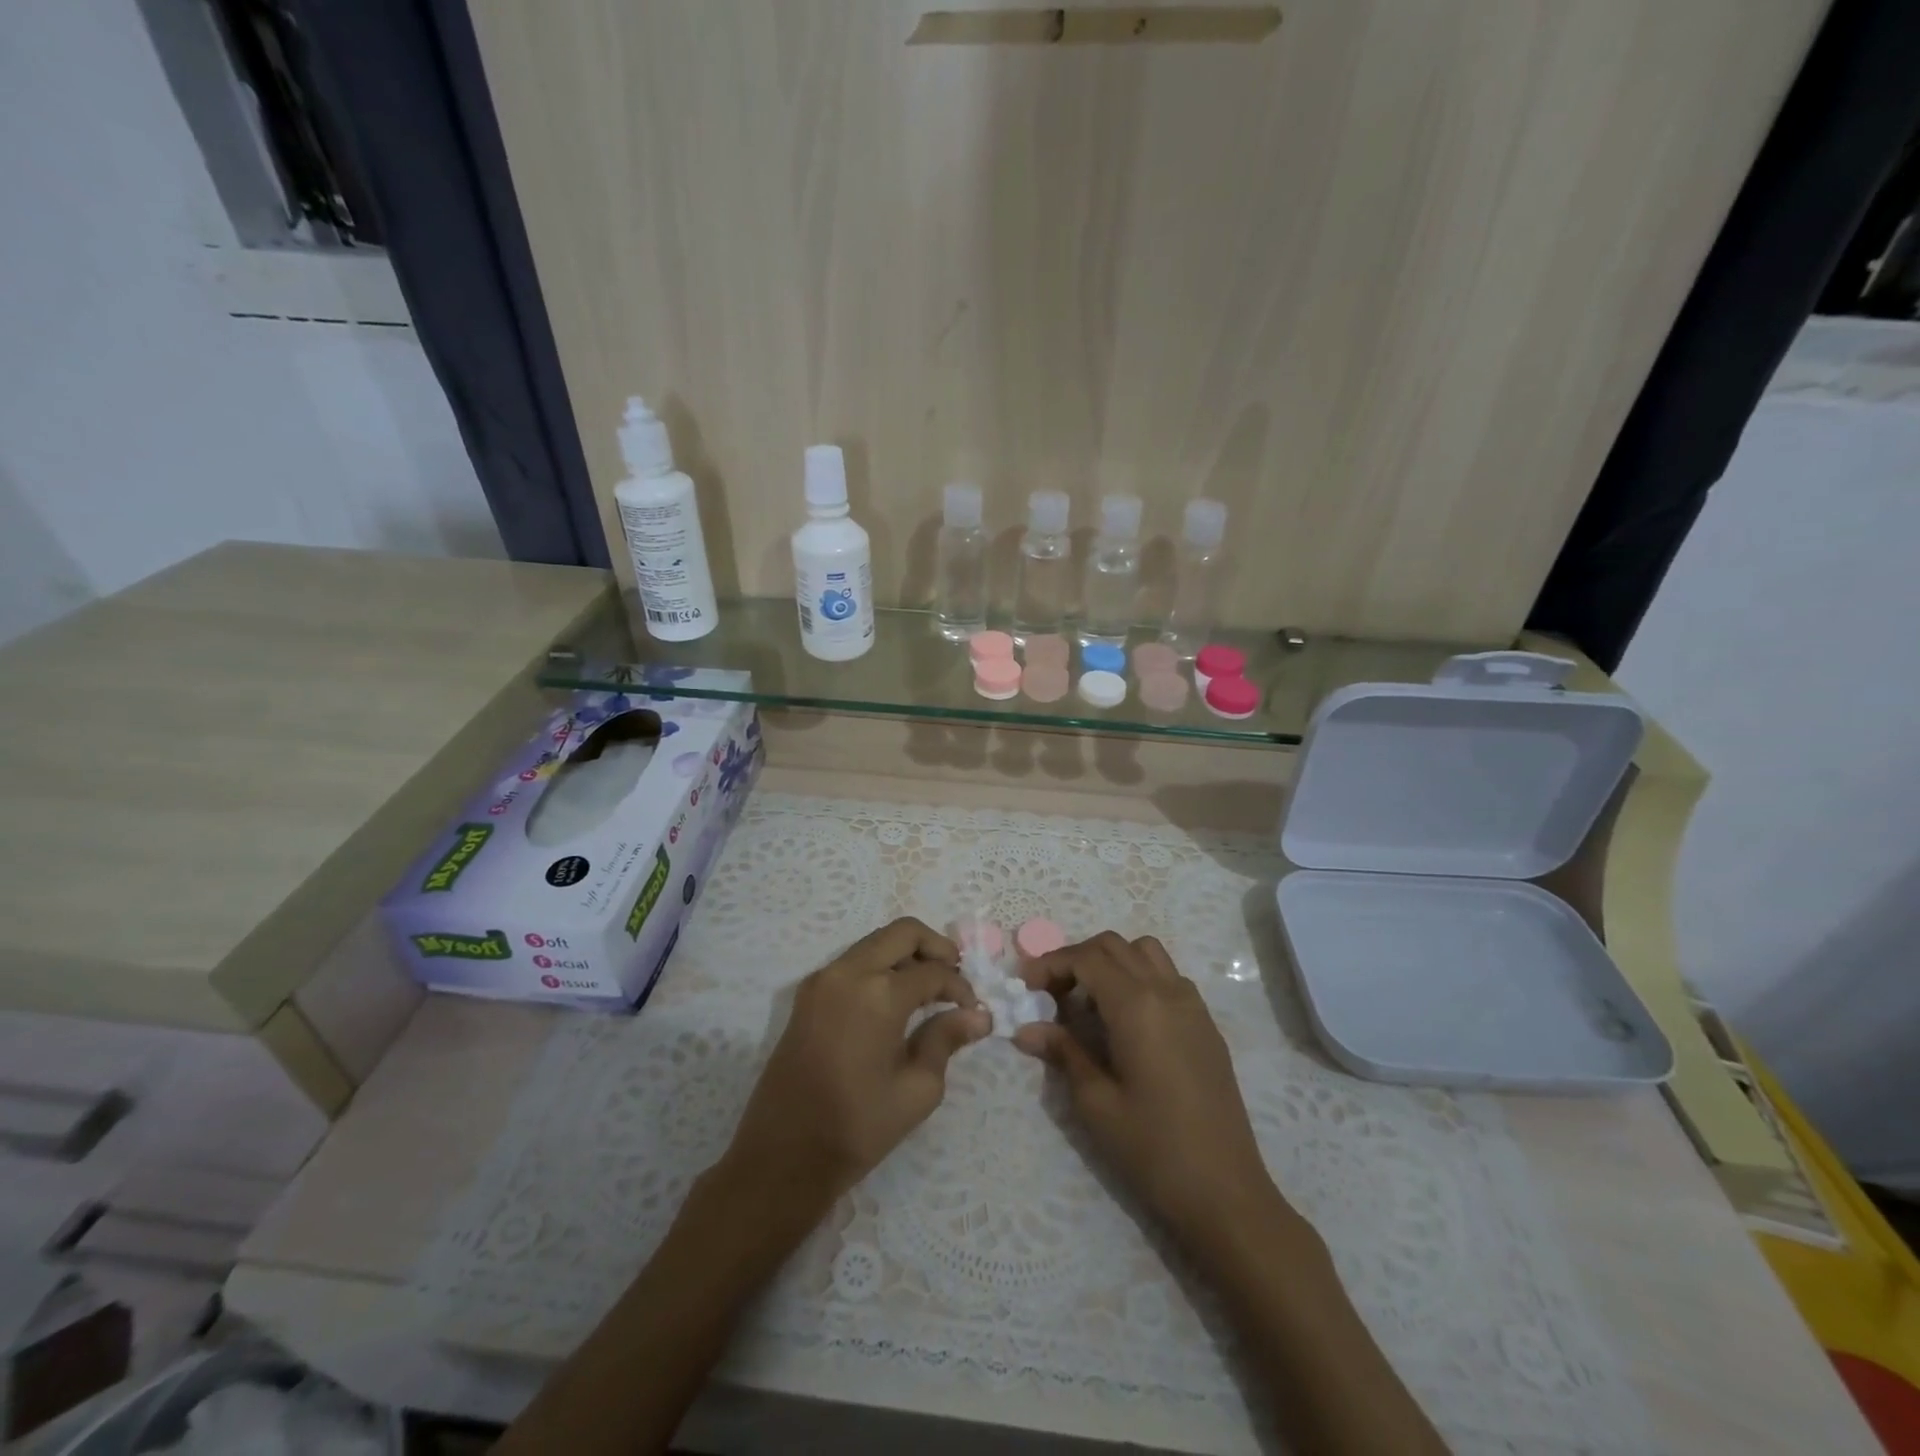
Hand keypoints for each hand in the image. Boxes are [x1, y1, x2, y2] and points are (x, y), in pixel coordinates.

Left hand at [719, 917, 989, 1203]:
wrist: (782, 1156)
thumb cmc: (857, 1127)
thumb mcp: (917, 1089)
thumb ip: (946, 1040)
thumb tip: (978, 1016)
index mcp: (879, 993)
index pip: (932, 971)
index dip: (959, 987)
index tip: (972, 1010)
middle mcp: (848, 972)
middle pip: (902, 933)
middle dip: (934, 947)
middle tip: (953, 976)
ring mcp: (823, 979)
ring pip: (874, 942)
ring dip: (905, 954)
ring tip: (927, 989)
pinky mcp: (807, 995)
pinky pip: (852, 962)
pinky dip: (879, 966)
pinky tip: (894, 1000)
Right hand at [1016, 932, 1285, 1241]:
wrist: (1225, 1193)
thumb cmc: (1153, 1149)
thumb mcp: (1096, 1103)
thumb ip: (1063, 1053)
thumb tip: (1026, 1029)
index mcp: (1137, 1005)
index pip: (1087, 958)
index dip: (1051, 964)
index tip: (1026, 986)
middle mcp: (1167, 991)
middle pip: (1114, 946)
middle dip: (1076, 958)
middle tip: (1050, 993)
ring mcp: (1193, 1005)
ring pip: (1145, 953)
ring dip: (1111, 962)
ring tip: (1089, 1001)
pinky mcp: (1206, 1025)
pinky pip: (1168, 977)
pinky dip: (1139, 978)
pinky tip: (1126, 1020)